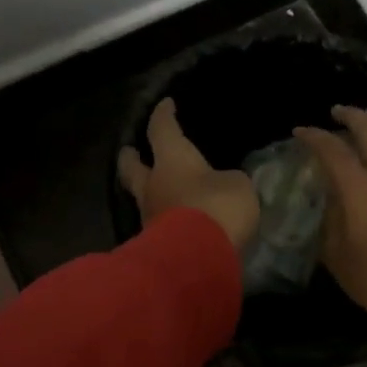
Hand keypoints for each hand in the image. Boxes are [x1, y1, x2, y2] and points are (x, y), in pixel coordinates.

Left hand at [118, 99, 259, 249]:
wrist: (195, 260)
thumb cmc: (216, 207)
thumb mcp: (237, 187)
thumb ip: (228, 181)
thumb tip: (224, 184)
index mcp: (171, 160)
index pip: (162, 129)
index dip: (164, 115)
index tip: (165, 105)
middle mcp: (152, 185)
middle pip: (132, 166)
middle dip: (130, 157)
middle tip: (129, 151)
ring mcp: (148, 216)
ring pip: (141, 197)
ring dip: (147, 192)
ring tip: (158, 191)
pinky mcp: (152, 245)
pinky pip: (155, 224)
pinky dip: (162, 219)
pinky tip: (172, 221)